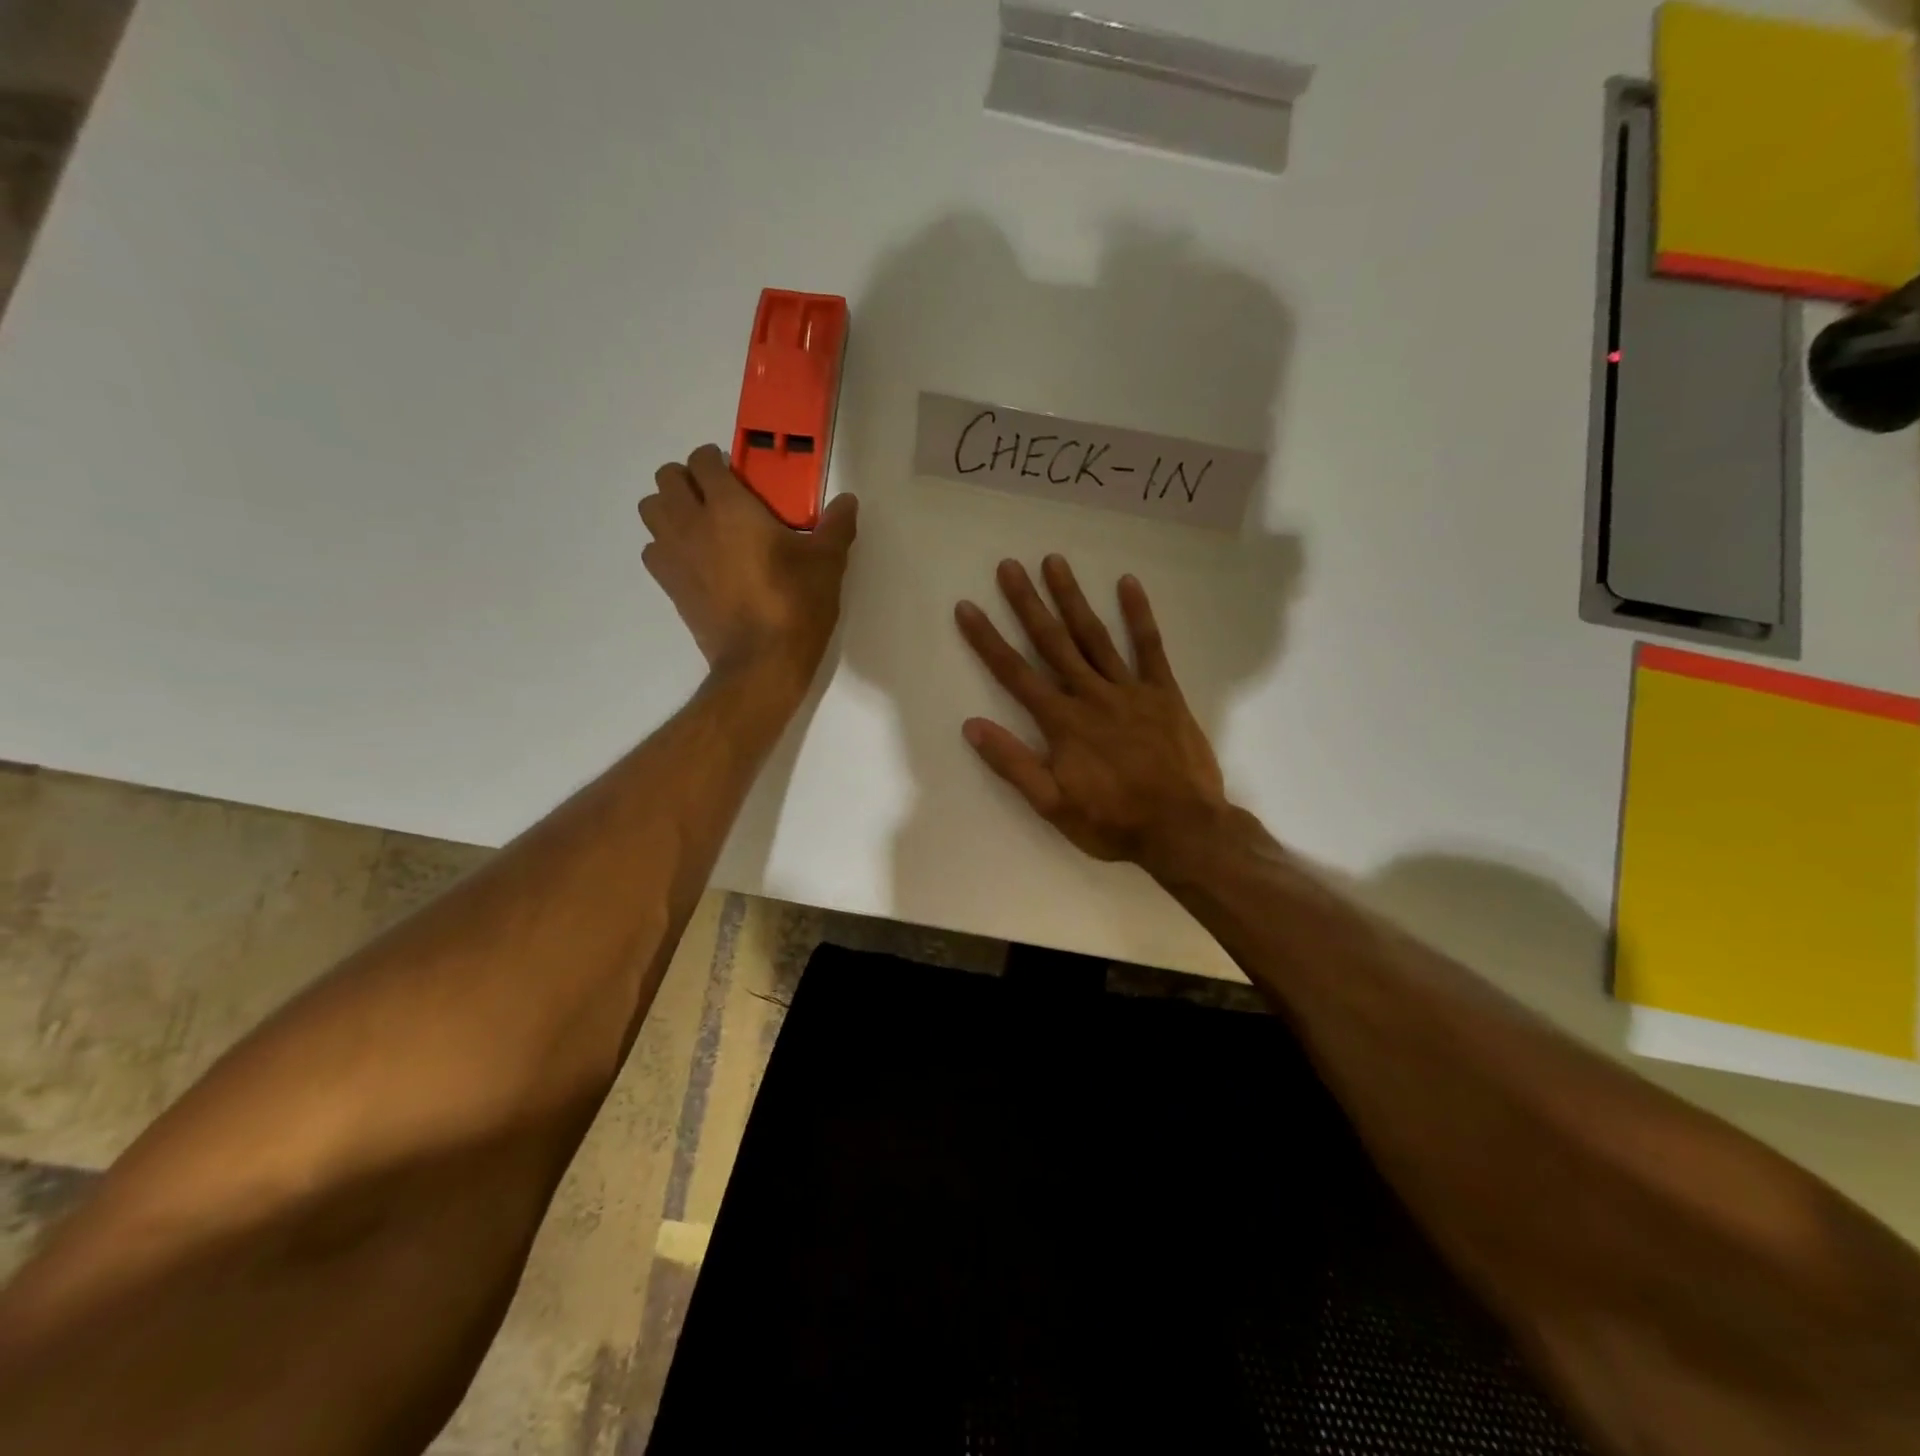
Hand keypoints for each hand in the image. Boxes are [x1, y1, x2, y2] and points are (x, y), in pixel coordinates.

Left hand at [640, 444, 857, 692]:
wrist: (762, 661)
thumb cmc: (795, 605)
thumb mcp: (826, 563)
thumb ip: (836, 526)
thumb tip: (848, 501)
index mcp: (729, 506)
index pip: (702, 460)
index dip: (715, 460)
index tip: (734, 473)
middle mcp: (692, 522)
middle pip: (667, 479)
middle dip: (687, 479)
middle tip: (715, 497)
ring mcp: (674, 554)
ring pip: (650, 510)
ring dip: (669, 508)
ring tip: (698, 524)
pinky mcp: (669, 585)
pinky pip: (652, 549)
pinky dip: (665, 546)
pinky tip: (692, 559)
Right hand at [955, 556, 1228, 875]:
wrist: (1183, 829)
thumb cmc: (1113, 822)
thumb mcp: (1052, 805)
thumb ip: (1013, 764)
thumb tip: (972, 726)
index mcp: (1062, 722)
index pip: (1015, 673)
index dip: (988, 640)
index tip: (968, 607)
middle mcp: (1091, 695)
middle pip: (1053, 643)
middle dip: (1028, 604)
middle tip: (1009, 566)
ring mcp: (1130, 690)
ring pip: (1095, 636)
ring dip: (1072, 598)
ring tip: (1054, 562)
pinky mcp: (1164, 693)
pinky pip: (1150, 647)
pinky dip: (1139, 615)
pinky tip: (1128, 583)